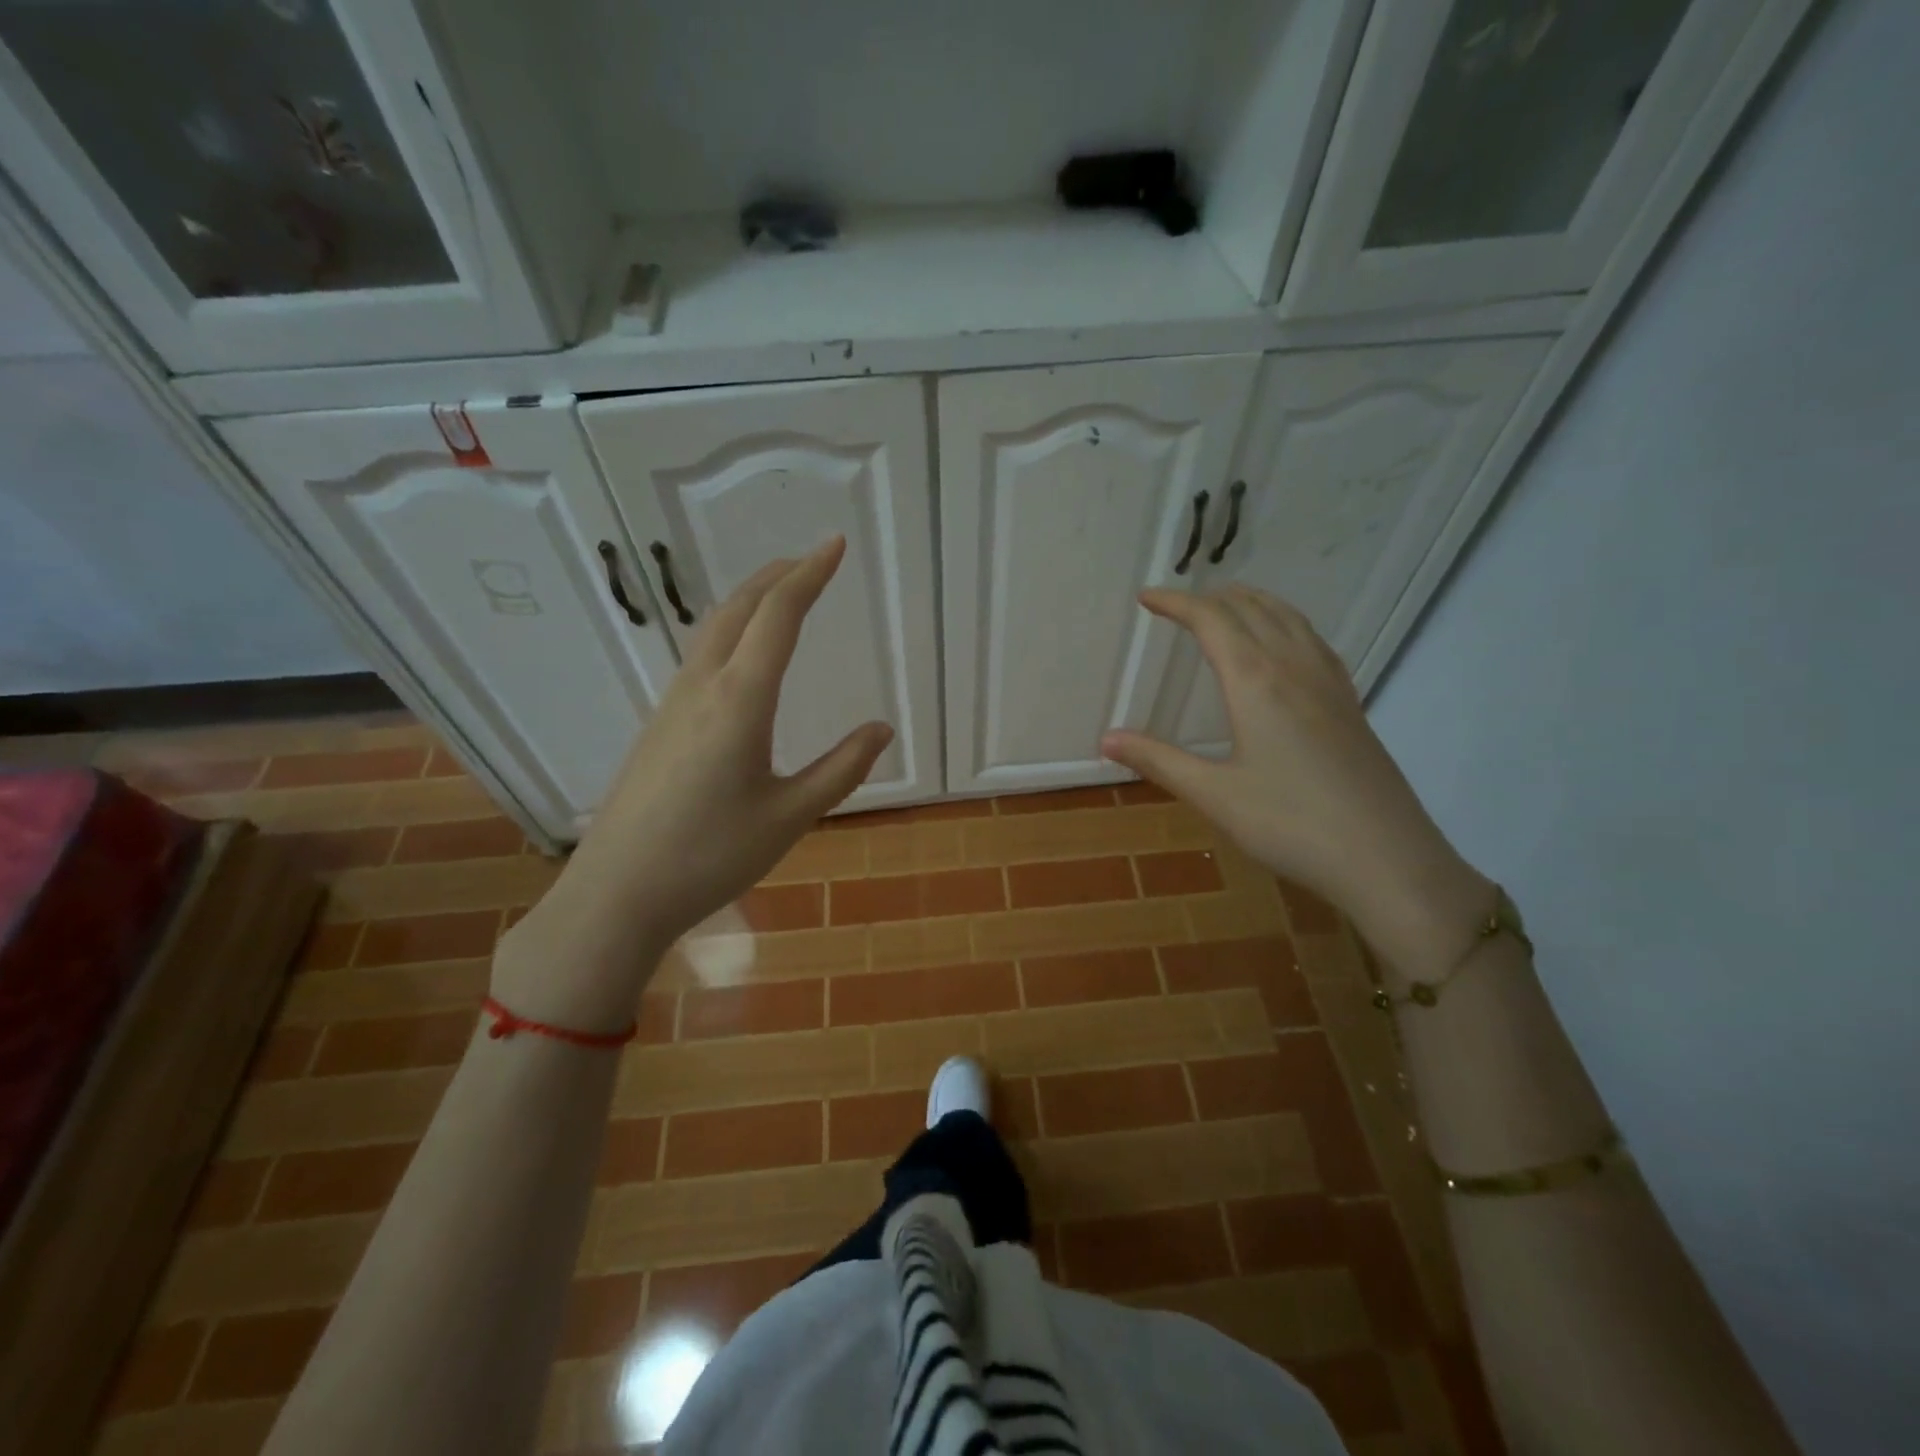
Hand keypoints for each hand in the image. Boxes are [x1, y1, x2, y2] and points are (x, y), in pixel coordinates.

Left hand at [492, 538, 892, 1031]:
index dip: (810, 575)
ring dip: (751, 600)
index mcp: (740, 700)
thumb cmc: (710, 856)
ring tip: (781, 594)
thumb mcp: (790, 816)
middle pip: (739, 609)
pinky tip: (741, 654)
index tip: (835, 545)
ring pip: (714, 630)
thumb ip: (841, 769)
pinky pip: (700, 656)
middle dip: (778, 576)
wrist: (617, 892)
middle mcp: (702, 687)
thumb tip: (881, 729)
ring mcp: (672, 704)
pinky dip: (731, 631)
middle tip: (812, 560)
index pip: (779, 616)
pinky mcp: (658, 725)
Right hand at [1101, 585, 1489, 973]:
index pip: (1212, 621)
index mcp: (1257, 682)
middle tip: (1178, 603)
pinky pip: (1313, 641)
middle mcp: (1295, 669)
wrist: (1388, 860)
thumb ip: (1159, 761)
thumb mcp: (1215, 796)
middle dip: (1212, 597)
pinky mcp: (1350, 705)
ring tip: (1227, 605)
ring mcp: (1330, 684)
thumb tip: (1107, 738)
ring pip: (1290, 619)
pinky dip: (1286, 624)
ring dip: (1253, 602)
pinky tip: (1285, 645)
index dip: (1176, 603)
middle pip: (1252, 609)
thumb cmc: (1291, 825)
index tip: (1146, 597)